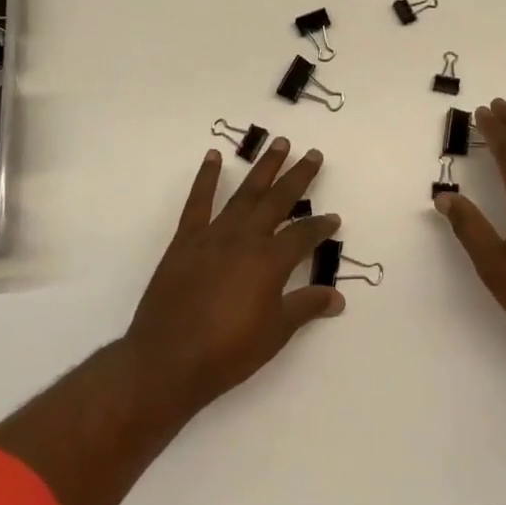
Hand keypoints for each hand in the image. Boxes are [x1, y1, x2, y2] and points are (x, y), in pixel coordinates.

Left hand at [125, 138, 342, 410]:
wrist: (168, 361)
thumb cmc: (228, 352)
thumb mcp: (276, 333)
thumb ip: (306, 307)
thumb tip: (337, 297)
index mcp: (270, 261)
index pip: (304, 234)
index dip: (321, 226)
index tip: (334, 219)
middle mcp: (246, 238)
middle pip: (278, 199)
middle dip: (298, 176)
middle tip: (313, 154)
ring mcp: (214, 235)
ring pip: (245, 192)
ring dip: (263, 167)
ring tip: (279, 143)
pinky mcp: (186, 240)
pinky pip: (198, 201)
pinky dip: (206, 177)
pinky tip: (213, 157)